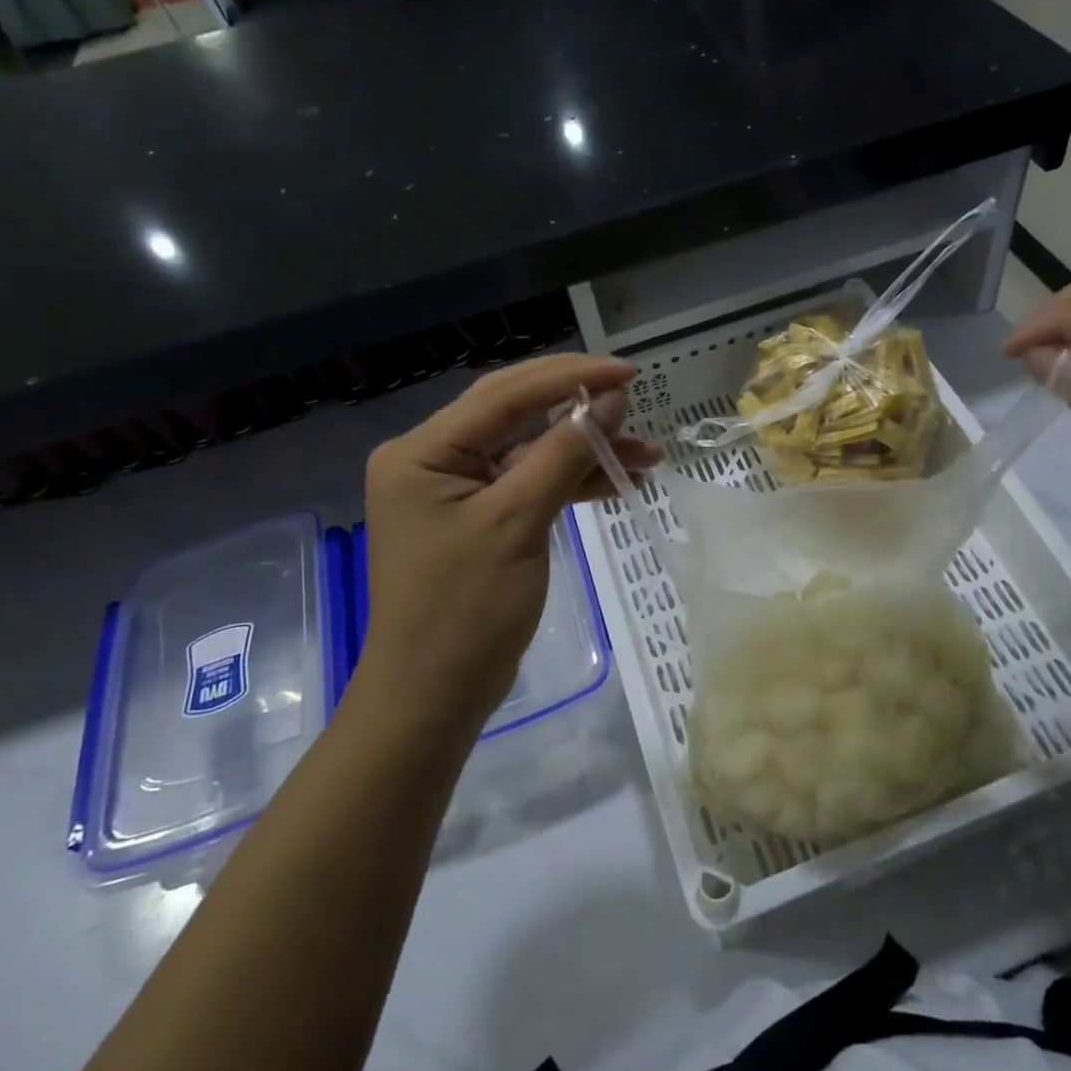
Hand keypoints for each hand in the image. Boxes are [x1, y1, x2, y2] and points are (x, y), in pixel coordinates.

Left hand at [354, 354, 658, 734]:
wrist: (433, 698)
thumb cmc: (466, 611)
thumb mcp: (518, 522)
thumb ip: (562, 453)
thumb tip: (608, 400)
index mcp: (423, 451)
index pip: (503, 395)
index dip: (568, 377)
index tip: (626, 372)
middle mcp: (434, 460)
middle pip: (515, 413)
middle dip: (578, 409)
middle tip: (634, 400)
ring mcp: (457, 490)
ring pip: (530, 450)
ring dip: (584, 450)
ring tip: (646, 453)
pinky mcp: (479, 518)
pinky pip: (530, 484)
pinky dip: (571, 482)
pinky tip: (619, 480)